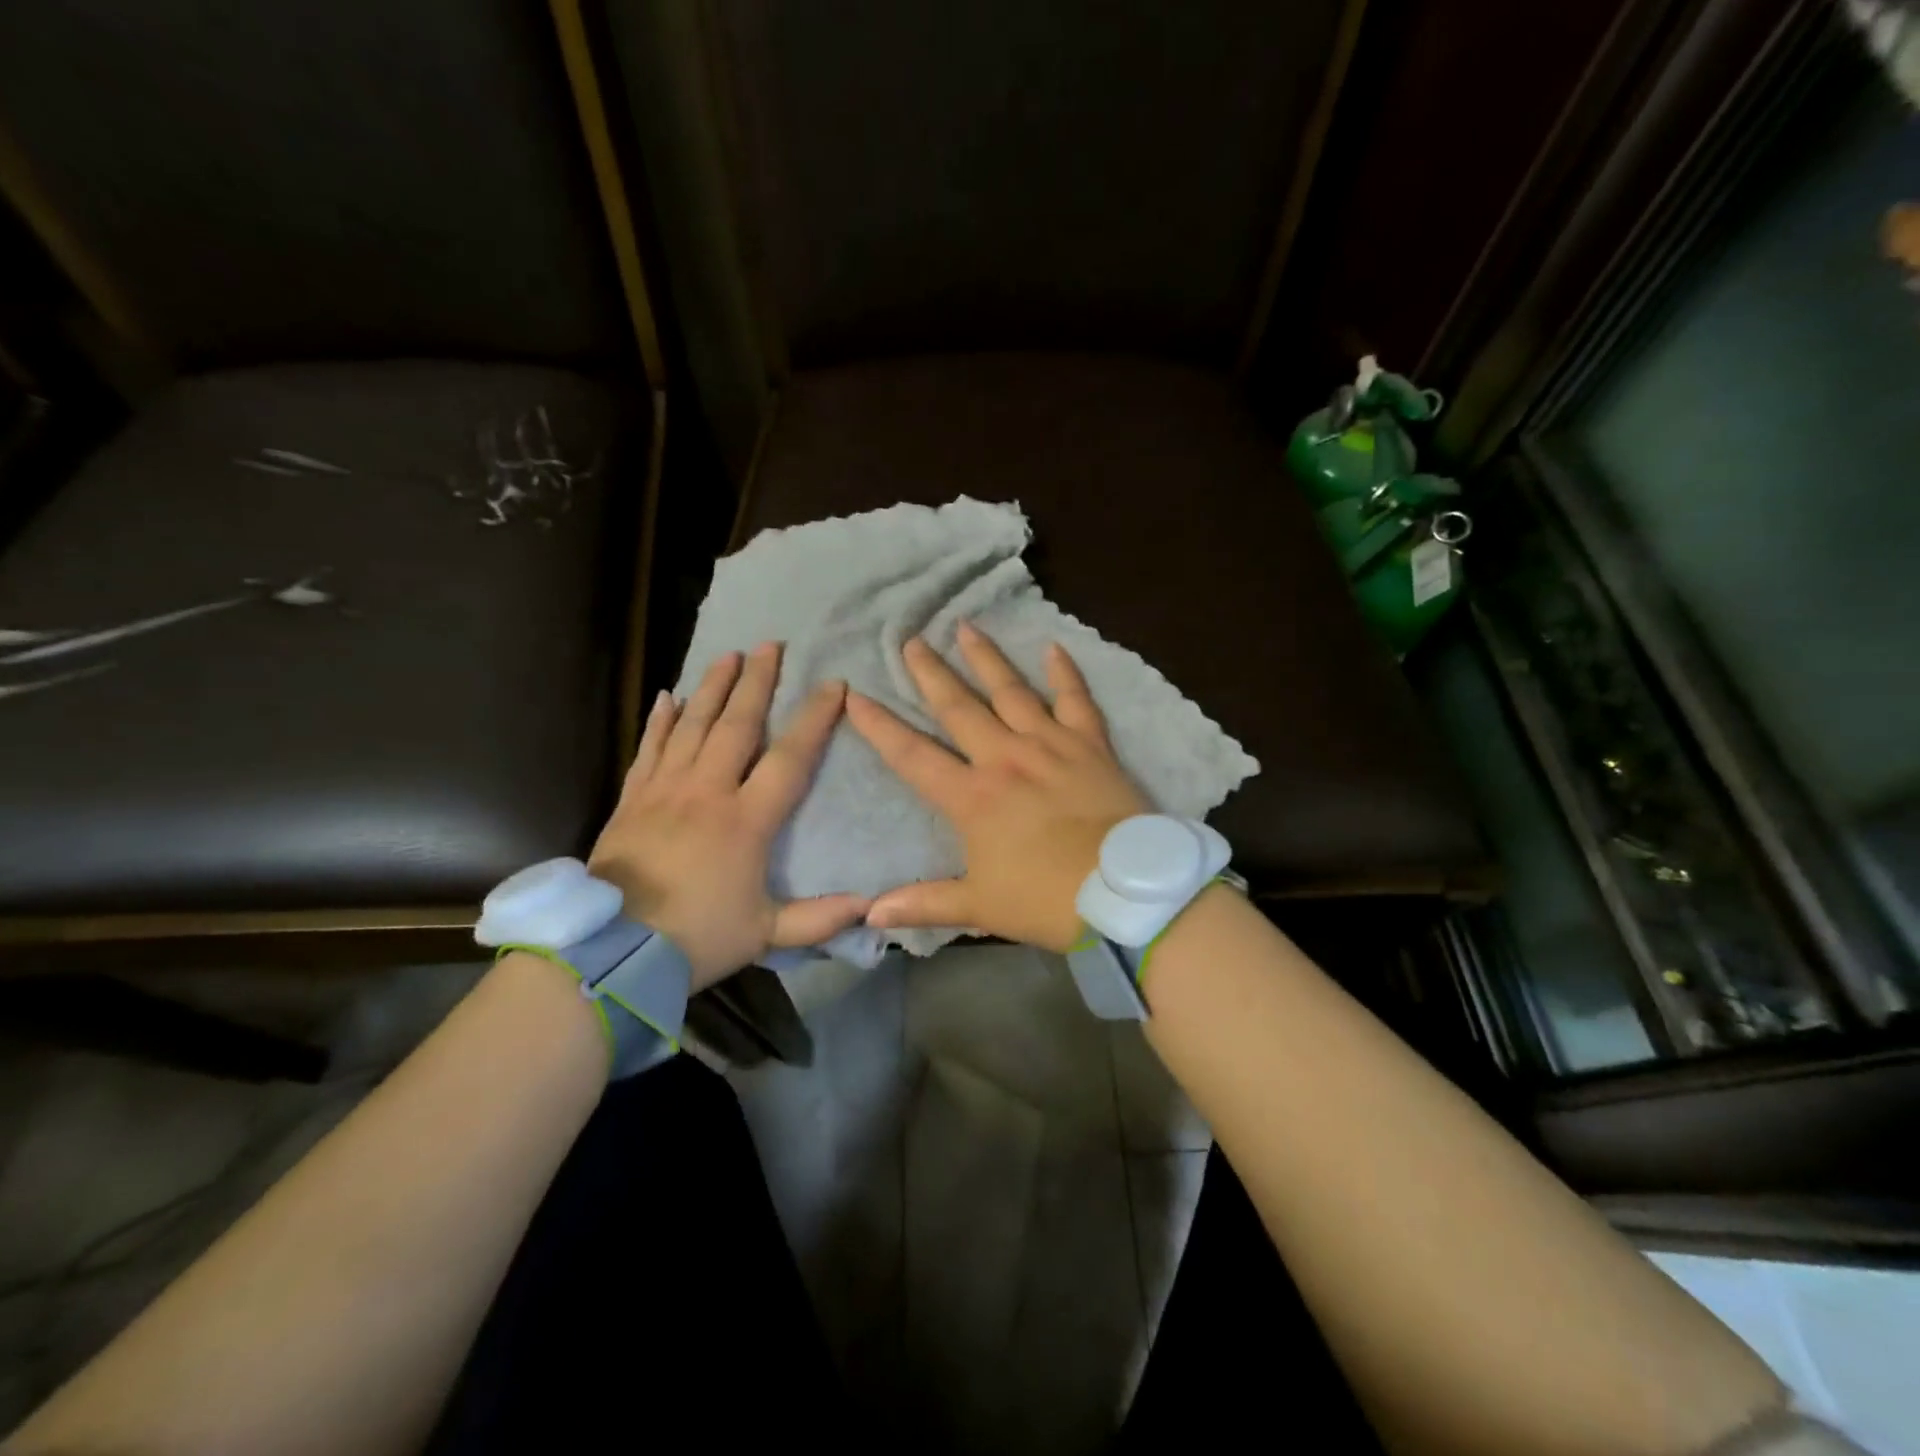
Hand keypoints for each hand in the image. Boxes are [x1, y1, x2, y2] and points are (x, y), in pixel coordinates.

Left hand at [590, 642, 869, 989]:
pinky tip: (669, 695)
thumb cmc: (695, 938)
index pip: (789, 758)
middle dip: (757, 682)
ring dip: (713, 687)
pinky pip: (649, 747)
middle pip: (736, 725)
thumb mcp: (765, 935)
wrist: (610, 951)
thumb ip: (819, 919)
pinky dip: (660, 719)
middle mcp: (707, 792)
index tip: (833, 685)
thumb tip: (870, 905)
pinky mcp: (633, 799)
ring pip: (692, 725)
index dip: (814, 719)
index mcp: (746, 821)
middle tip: (770, 645)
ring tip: (729, 655)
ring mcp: (665, 791)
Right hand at [845, 622, 1148, 951]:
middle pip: (958, 707)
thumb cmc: (1047, 900)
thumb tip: (869, 915)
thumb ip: (924, 904)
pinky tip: (1053, 647)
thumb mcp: (980, 907)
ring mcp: (1050, 745)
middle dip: (930, 673)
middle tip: (910, 640)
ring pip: (1010, 691)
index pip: (912, 755)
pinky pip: (1076, 700)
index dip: (880, 726)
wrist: (1126, 893)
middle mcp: (1004, 758)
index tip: (856, 695)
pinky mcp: (1090, 745)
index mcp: (971, 797)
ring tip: (965, 626)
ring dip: (985, 658)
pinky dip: (1065, 672)